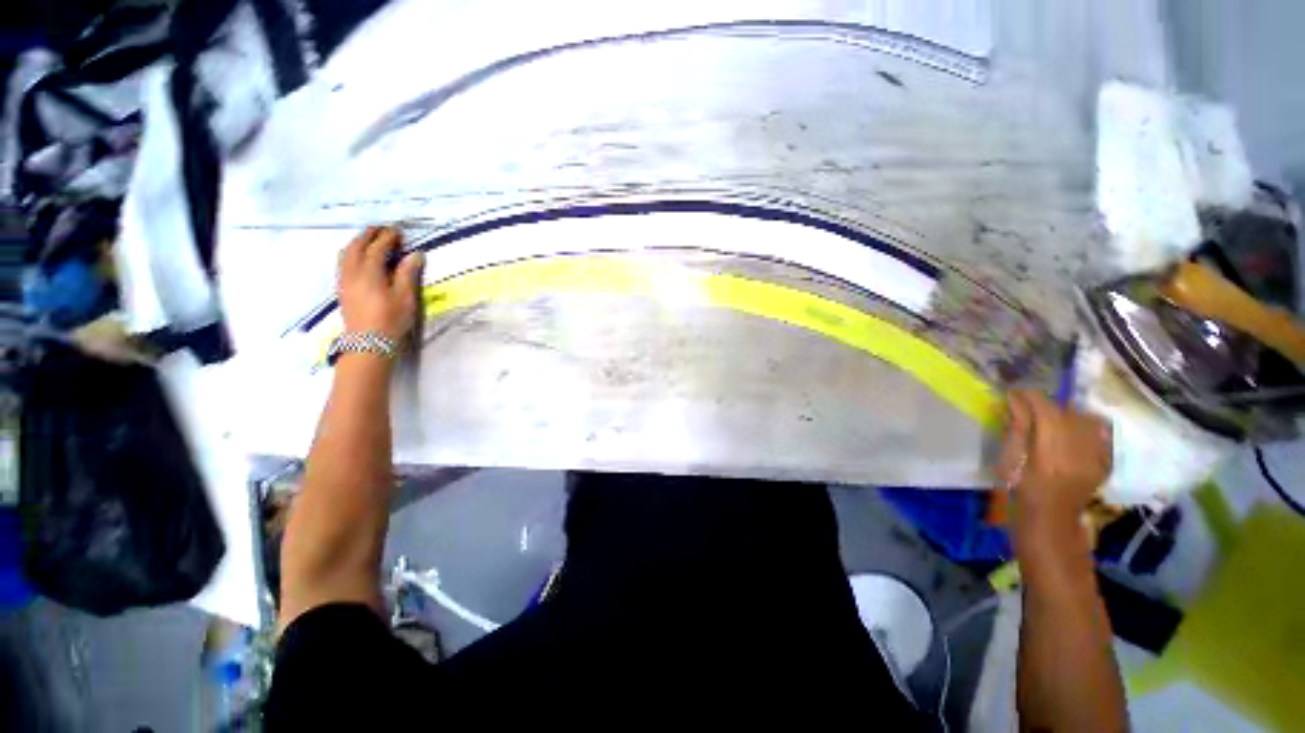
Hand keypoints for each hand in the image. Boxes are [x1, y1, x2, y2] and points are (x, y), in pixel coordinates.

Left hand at [337, 227, 423, 342]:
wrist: (369, 343)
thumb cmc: (391, 320)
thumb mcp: (405, 297)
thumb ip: (407, 273)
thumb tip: (415, 254)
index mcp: (369, 273)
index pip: (377, 248)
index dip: (388, 237)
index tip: (398, 231)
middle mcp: (352, 272)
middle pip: (357, 246)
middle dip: (369, 235)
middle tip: (382, 229)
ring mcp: (344, 280)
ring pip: (346, 253)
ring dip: (358, 242)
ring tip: (370, 239)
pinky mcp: (342, 289)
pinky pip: (343, 262)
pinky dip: (351, 253)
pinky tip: (360, 257)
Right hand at [997, 390, 1111, 541]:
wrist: (1051, 517)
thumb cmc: (1021, 487)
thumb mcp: (1011, 457)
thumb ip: (1016, 427)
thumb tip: (1015, 400)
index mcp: (1050, 446)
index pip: (1044, 407)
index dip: (1028, 396)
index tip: (1014, 394)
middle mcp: (1079, 447)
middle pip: (1067, 411)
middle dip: (1048, 405)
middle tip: (1030, 407)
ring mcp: (1096, 454)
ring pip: (1087, 419)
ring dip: (1068, 414)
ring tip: (1052, 420)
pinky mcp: (1104, 460)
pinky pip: (1100, 434)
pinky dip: (1087, 427)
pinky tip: (1073, 433)